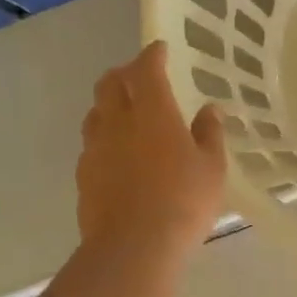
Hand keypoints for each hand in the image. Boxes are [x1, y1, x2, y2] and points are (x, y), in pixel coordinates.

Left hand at [77, 42, 226, 259]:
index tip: (160, 49)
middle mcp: (118, 121)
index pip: (146, 70)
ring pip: (96, 112)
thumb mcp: (212, 168)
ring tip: (125, 112)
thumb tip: (209, 109)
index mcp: (153, 112)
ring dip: (109, 103)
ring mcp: (95, 148)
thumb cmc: (183, 202)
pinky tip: (117, 152)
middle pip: (110, 83)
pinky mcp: (84, 174)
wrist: (133, 247)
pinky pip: (91, 142)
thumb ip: (210, 134)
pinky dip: (104, 135)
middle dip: (124, 73)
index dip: (152, 55)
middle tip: (139, 76)